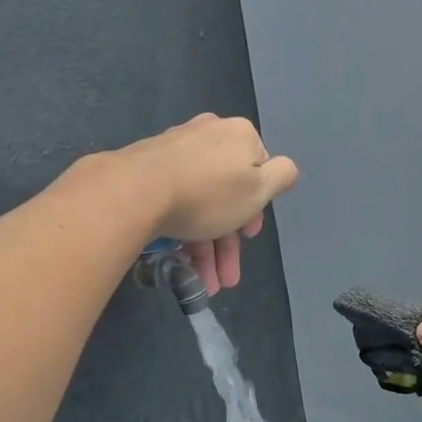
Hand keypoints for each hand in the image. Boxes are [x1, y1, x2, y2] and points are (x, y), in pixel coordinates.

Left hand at [117, 114, 298, 293]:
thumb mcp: (259, 189)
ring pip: (202, 204)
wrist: (135, 192)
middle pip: (228, 194)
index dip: (257, 207)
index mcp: (238, 135)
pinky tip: (183, 267)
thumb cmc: (209, 193)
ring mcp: (175, 151)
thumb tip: (286, 168)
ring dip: (208, 250)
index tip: (249, 236)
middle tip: (227, 276)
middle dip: (229, 242)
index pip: (259, 170)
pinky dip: (185, 234)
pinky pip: (176, 203)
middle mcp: (208, 135)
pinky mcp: (147, 169)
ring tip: (206, 286)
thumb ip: (282, 176)